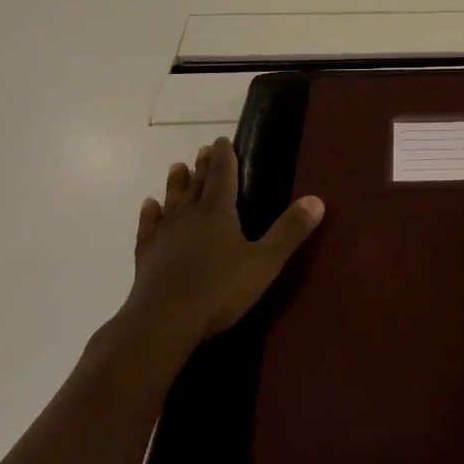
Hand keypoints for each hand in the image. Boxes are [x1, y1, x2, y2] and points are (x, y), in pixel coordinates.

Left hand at [116, 136, 324, 359]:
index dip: (224, 157)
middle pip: (198, 185)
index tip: (222, 139)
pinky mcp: (146, 256)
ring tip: (177, 167)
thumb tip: (316, 199)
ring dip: (176, 184)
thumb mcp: (264, 262)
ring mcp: (165, 235)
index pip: (223, 176)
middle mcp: (189, 216)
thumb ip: (289, 231)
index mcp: (218, 212)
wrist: (162, 323)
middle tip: (204, 149)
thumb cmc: (218, 291)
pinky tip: (148, 207)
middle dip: (203, 166)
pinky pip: (149, 227)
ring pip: (172, 201)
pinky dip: (149, 215)